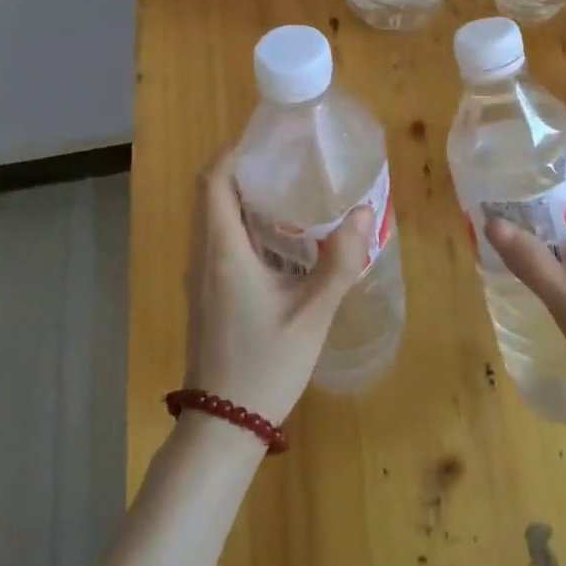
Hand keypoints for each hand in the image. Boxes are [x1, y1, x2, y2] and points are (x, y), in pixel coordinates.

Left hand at [183, 147, 373, 427]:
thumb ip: (339, 261)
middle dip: (243, 169)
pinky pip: (217, 240)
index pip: (213, 181)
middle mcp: (203, 256)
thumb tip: (364, 212)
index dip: (234, 152)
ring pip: (212, 218)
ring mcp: (200, 277)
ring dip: (242, 196)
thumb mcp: (312, 313)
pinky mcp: (206, 294)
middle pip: (211, 194)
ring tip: (288, 189)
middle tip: (287, 159)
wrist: (223, 426)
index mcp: (223, 250)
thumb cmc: (265, 365)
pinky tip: (279, 237)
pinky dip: (241, 223)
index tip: (268, 139)